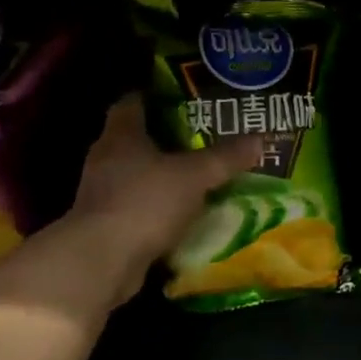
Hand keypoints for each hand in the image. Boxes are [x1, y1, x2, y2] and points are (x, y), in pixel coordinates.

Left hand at [63, 94, 262, 305]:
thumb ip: (225, 158)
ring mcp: (101, 194)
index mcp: (121, 135)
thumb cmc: (145, 202)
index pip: (131, 103)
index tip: (180, 98)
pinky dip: (155, 208)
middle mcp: (105, 158)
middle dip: (164, 138)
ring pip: (134, 175)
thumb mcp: (194, 176)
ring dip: (159, 176)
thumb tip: (260, 139)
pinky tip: (180, 214)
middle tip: (199, 137)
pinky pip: (135, 207)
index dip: (153, 97)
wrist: (102, 262)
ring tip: (194, 176)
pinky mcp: (104, 225)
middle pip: (134, 139)